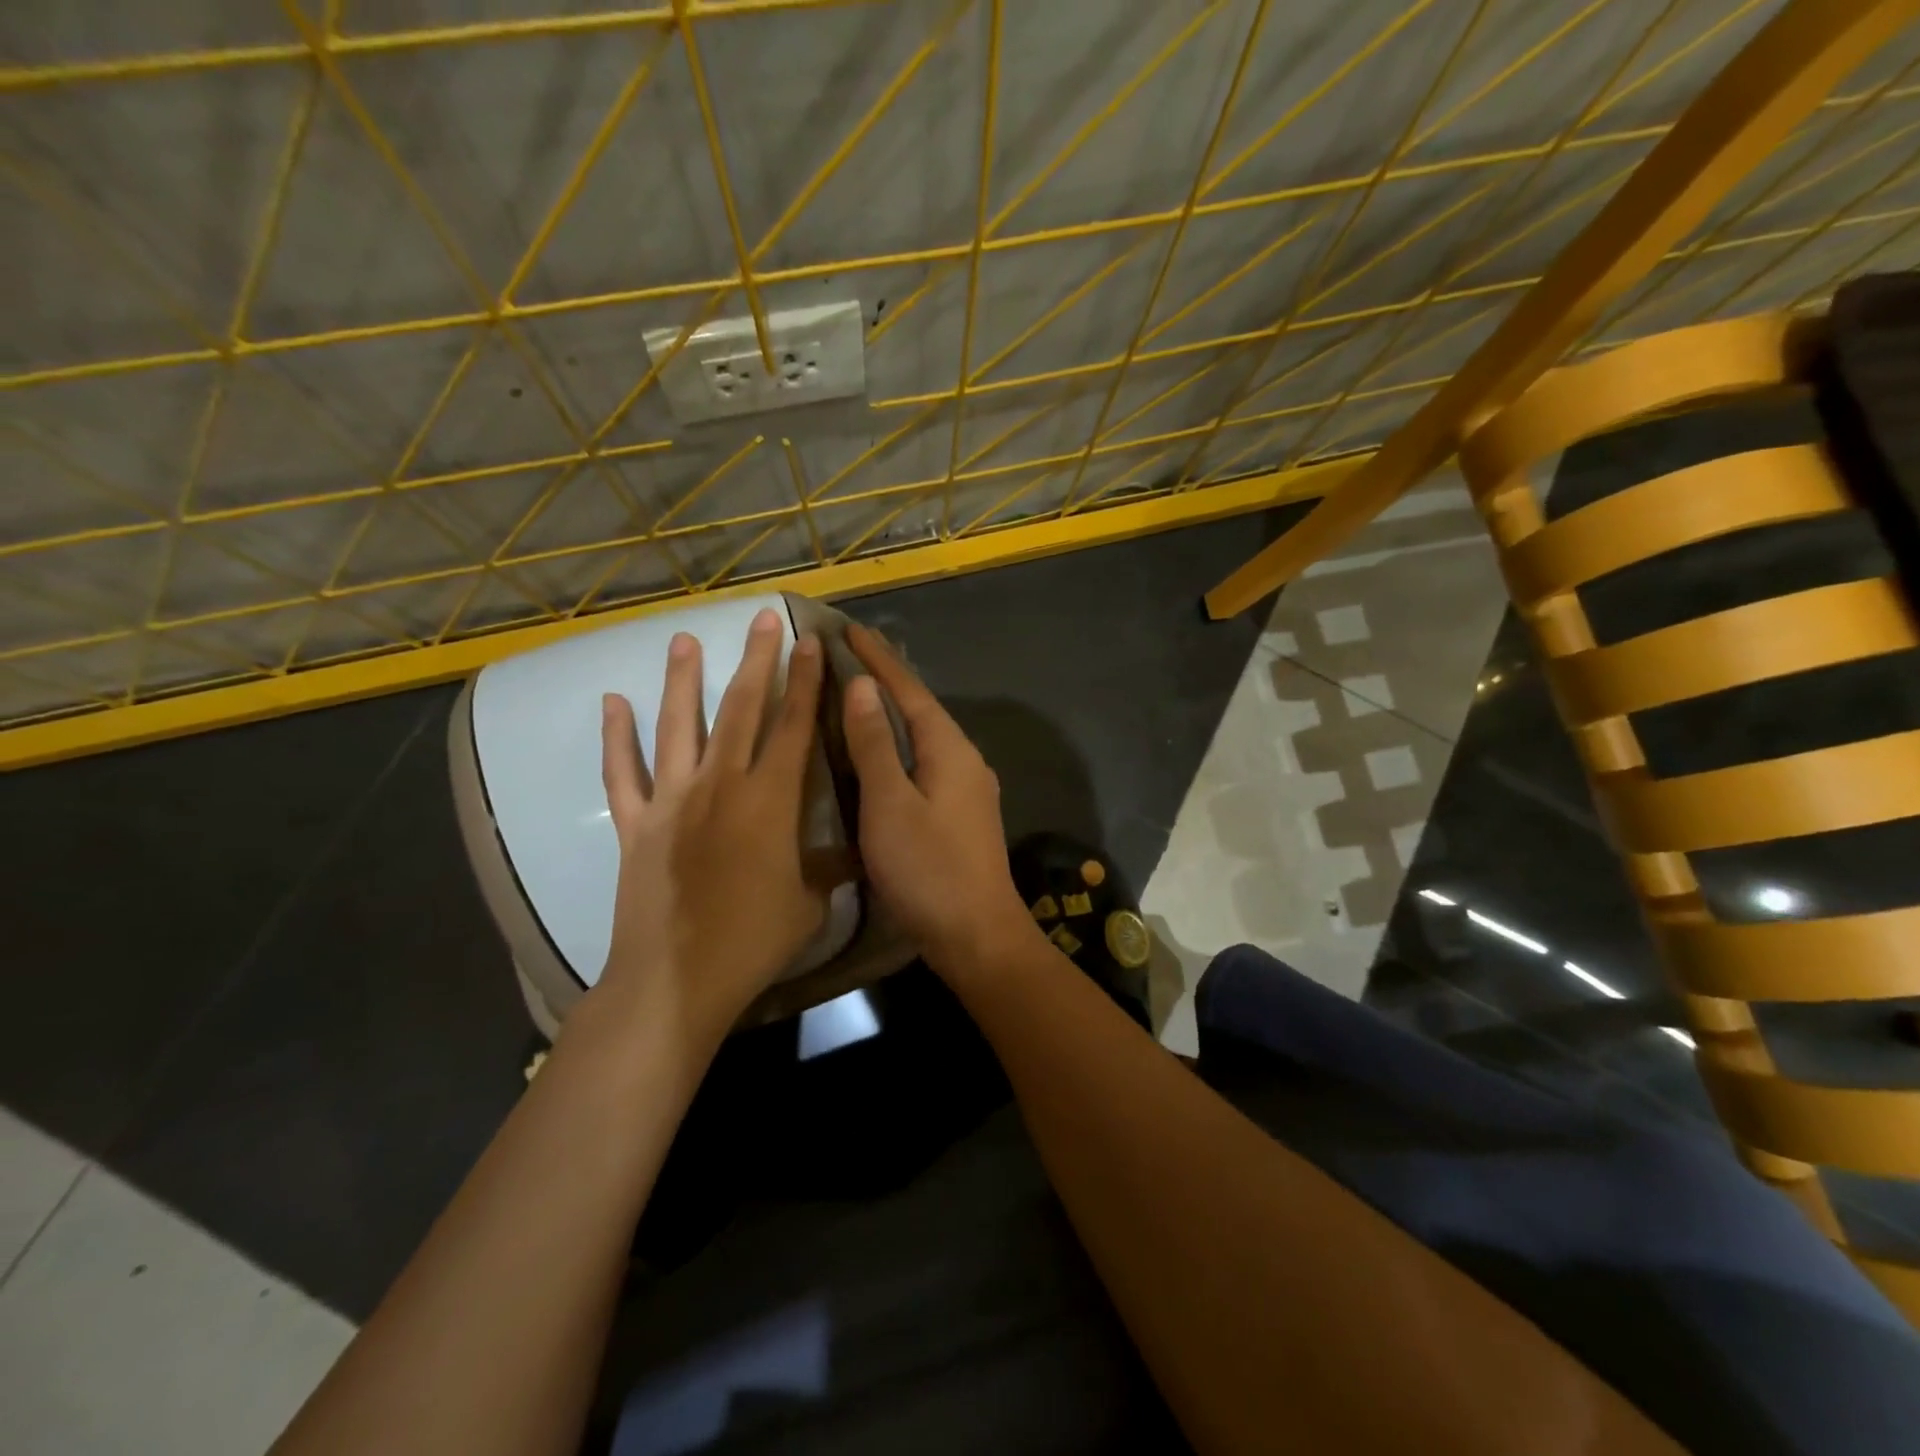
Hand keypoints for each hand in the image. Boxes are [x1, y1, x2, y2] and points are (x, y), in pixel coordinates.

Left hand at [595, 608, 826, 1050]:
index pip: (793, 726)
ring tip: (683, 639)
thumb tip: (852, 850)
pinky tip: (612, 703)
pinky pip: (623, 773)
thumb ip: (828, 866)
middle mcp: (722, 785)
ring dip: (683, 680)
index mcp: (770, 800)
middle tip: (761, 619)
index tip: (809, 642)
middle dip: (755, 661)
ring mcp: (673, 800)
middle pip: (741, 709)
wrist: (677, 978)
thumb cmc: (753, 940)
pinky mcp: (637, 823)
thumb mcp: (809, 902)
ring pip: (679, 726)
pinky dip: (616, 737)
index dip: (804, 682)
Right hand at [840, 622, 1038, 980]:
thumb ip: (875, 745)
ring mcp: (967, 788)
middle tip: (849, 654)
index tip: (848, 627)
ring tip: (859, 694)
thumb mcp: (891, 804)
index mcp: (949, 749)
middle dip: (886, 679)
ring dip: (892, 713)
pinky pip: (925, 763)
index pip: (909, 690)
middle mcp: (964, 759)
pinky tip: (881, 754)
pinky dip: (899, 747)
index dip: (878, 659)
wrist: (977, 935)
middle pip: (920, 708)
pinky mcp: (960, 814)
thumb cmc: (929, 869)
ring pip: (923, 737)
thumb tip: (862, 688)